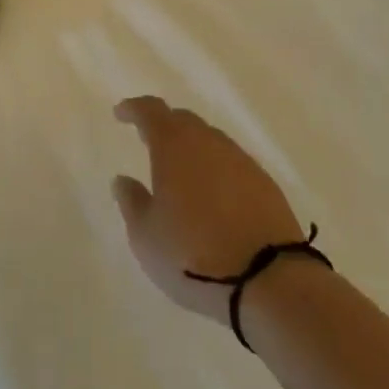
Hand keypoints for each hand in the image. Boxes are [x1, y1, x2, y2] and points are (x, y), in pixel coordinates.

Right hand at [112, 97, 304, 319]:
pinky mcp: (264, 182)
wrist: (268, 279)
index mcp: (174, 145)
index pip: (150, 111)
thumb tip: (123, 179)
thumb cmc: (193, 254)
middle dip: (164, 126)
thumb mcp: (146, 236)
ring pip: (209, 141)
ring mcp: (240, 160)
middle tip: (149, 141)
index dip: (133, 109)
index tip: (121, 113)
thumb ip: (132, 202)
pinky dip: (216, 169)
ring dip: (192, 148)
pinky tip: (213, 194)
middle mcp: (207, 141)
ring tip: (181, 172)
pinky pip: (231, 163)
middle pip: (182, 121)